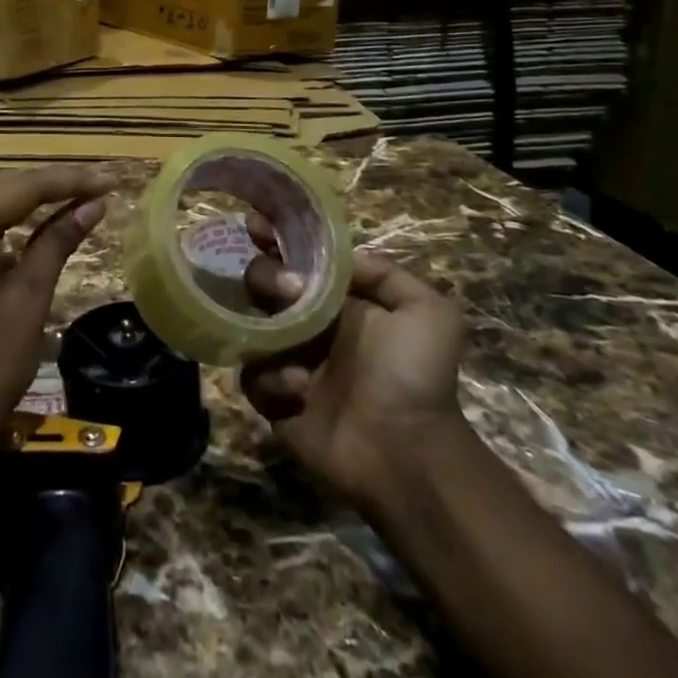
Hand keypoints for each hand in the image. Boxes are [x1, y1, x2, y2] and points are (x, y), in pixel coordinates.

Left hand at [0, 165, 114, 479]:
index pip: (20, 187)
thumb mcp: (26, 302)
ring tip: (72, 202)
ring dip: (23, 207)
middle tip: (98, 187)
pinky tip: (26, 235)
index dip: (70, 181)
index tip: (112, 178)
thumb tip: (94, 205)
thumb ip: (57, 243)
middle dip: (48, 188)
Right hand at [241, 217, 466, 508]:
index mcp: (337, 300)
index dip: (274, 238)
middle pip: (263, 282)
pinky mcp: (273, 401)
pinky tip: (300, 388)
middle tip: (287, 290)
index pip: (297, 258)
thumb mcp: (427, 311)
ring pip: (250, 325)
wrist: (409, 452)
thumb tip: (339, 259)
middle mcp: (308, 324)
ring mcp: (287, 361)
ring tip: (296, 351)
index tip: (255, 225)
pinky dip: (270, 378)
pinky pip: (252, 376)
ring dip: (266, 327)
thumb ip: (385, 273)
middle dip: (266, 276)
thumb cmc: (415, 376)